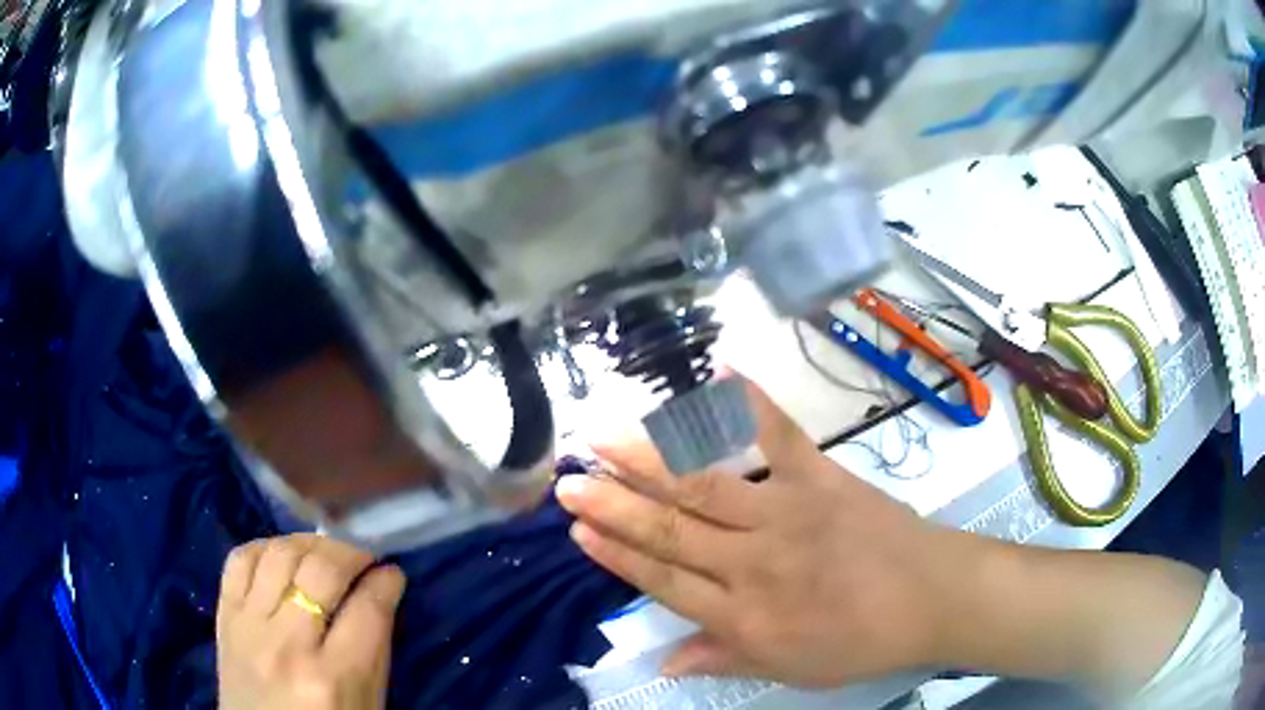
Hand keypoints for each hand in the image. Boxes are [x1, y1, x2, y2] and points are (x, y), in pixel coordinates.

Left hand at [216, 533, 405, 709]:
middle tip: (365, 558)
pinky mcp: (224, 615)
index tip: (393, 573)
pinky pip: (240, 559)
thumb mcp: (368, 703)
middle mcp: (288, 646)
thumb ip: (376, 649)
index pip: (368, 610)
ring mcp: (249, 626)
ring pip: (280, 554)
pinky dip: (265, 547)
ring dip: (310, 543)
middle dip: (353, 553)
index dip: (387, 582)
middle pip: (322, 571)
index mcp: (333, 680)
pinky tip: (283, 555)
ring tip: (325, 553)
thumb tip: (385, 589)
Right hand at [556, 376, 970, 687]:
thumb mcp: (789, 669)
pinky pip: (780, 435)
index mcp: (746, 615)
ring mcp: (788, 512)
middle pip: (672, 530)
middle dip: (613, 504)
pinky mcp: (822, 477)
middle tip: (567, 479)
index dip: (617, 555)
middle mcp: (755, 562)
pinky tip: (719, 371)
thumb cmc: (862, 641)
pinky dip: (749, 401)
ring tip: (605, 436)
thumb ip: (722, 658)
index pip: (665, 580)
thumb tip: (661, 662)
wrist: (933, 597)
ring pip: (705, 484)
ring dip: (650, 459)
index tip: (578, 528)